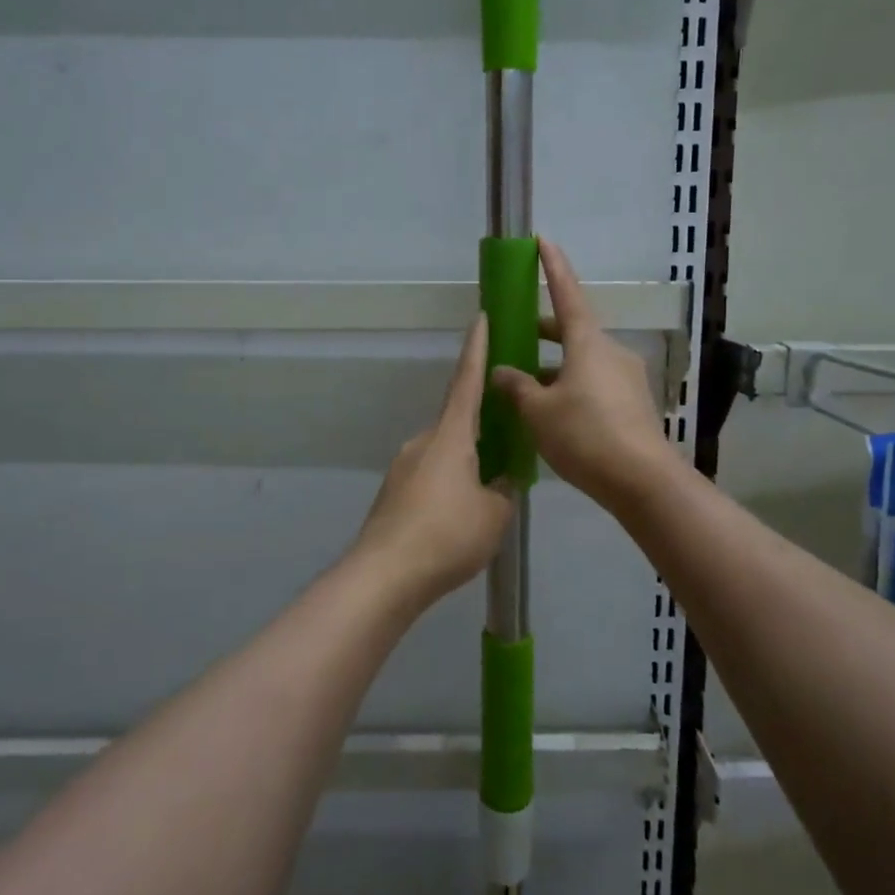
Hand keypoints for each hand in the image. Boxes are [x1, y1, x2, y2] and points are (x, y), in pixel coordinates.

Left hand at [351, 316, 513, 608]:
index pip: (467, 381)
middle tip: (510, 439)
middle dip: (484, 427)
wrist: (384, 576)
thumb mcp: (494, 514)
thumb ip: (503, 491)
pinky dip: (450, 485)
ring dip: (468, 463)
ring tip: (490, 490)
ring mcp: (404, 468)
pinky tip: (461, 516)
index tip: (480, 318)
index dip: (477, 349)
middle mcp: (423, 442)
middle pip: (458, 423)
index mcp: (450, 436)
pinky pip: (431, 477)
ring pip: (446, 454)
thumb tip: (499, 482)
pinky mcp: (394, 494)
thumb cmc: (447, 535)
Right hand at [491, 238, 677, 510]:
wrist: (642, 481)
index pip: (567, 294)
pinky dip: (571, 388)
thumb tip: (501, 371)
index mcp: (588, 343)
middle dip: (545, 331)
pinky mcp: (634, 405)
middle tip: (518, 337)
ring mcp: (626, 379)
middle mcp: (611, 352)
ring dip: (556, 366)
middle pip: (574, 331)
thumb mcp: (538, 412)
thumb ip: (516, 387)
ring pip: (584, 361)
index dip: (553, 267)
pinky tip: (553, 415)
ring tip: (526, 387)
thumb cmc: (585, 435)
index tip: (543, 240)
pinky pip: (595, 385)